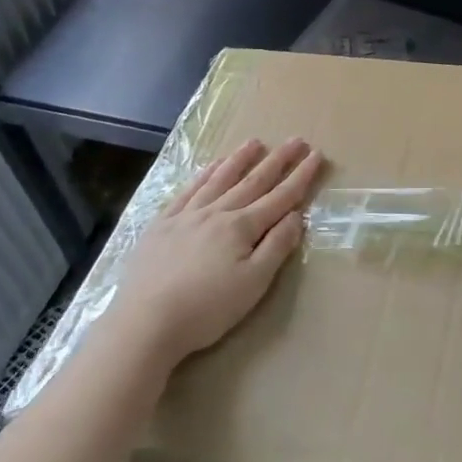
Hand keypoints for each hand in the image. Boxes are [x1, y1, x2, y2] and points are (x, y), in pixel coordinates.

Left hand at [107, 138, 323, 366]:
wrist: (145, 322)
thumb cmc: (207, 309)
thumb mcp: (253, 284)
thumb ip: (276, 247)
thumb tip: (295, 215)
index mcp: (242, 228)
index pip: (280, 197)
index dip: (300, 176)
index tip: (316, 155)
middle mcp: (217, 213)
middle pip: (253, 181)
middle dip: (277, 160)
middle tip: (296, 140)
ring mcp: (186, 215)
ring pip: (219, 179)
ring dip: (240, 159)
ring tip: (255, 142)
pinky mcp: (162, 225)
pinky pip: (188, 191)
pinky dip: (203, 175)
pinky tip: (212, 166)